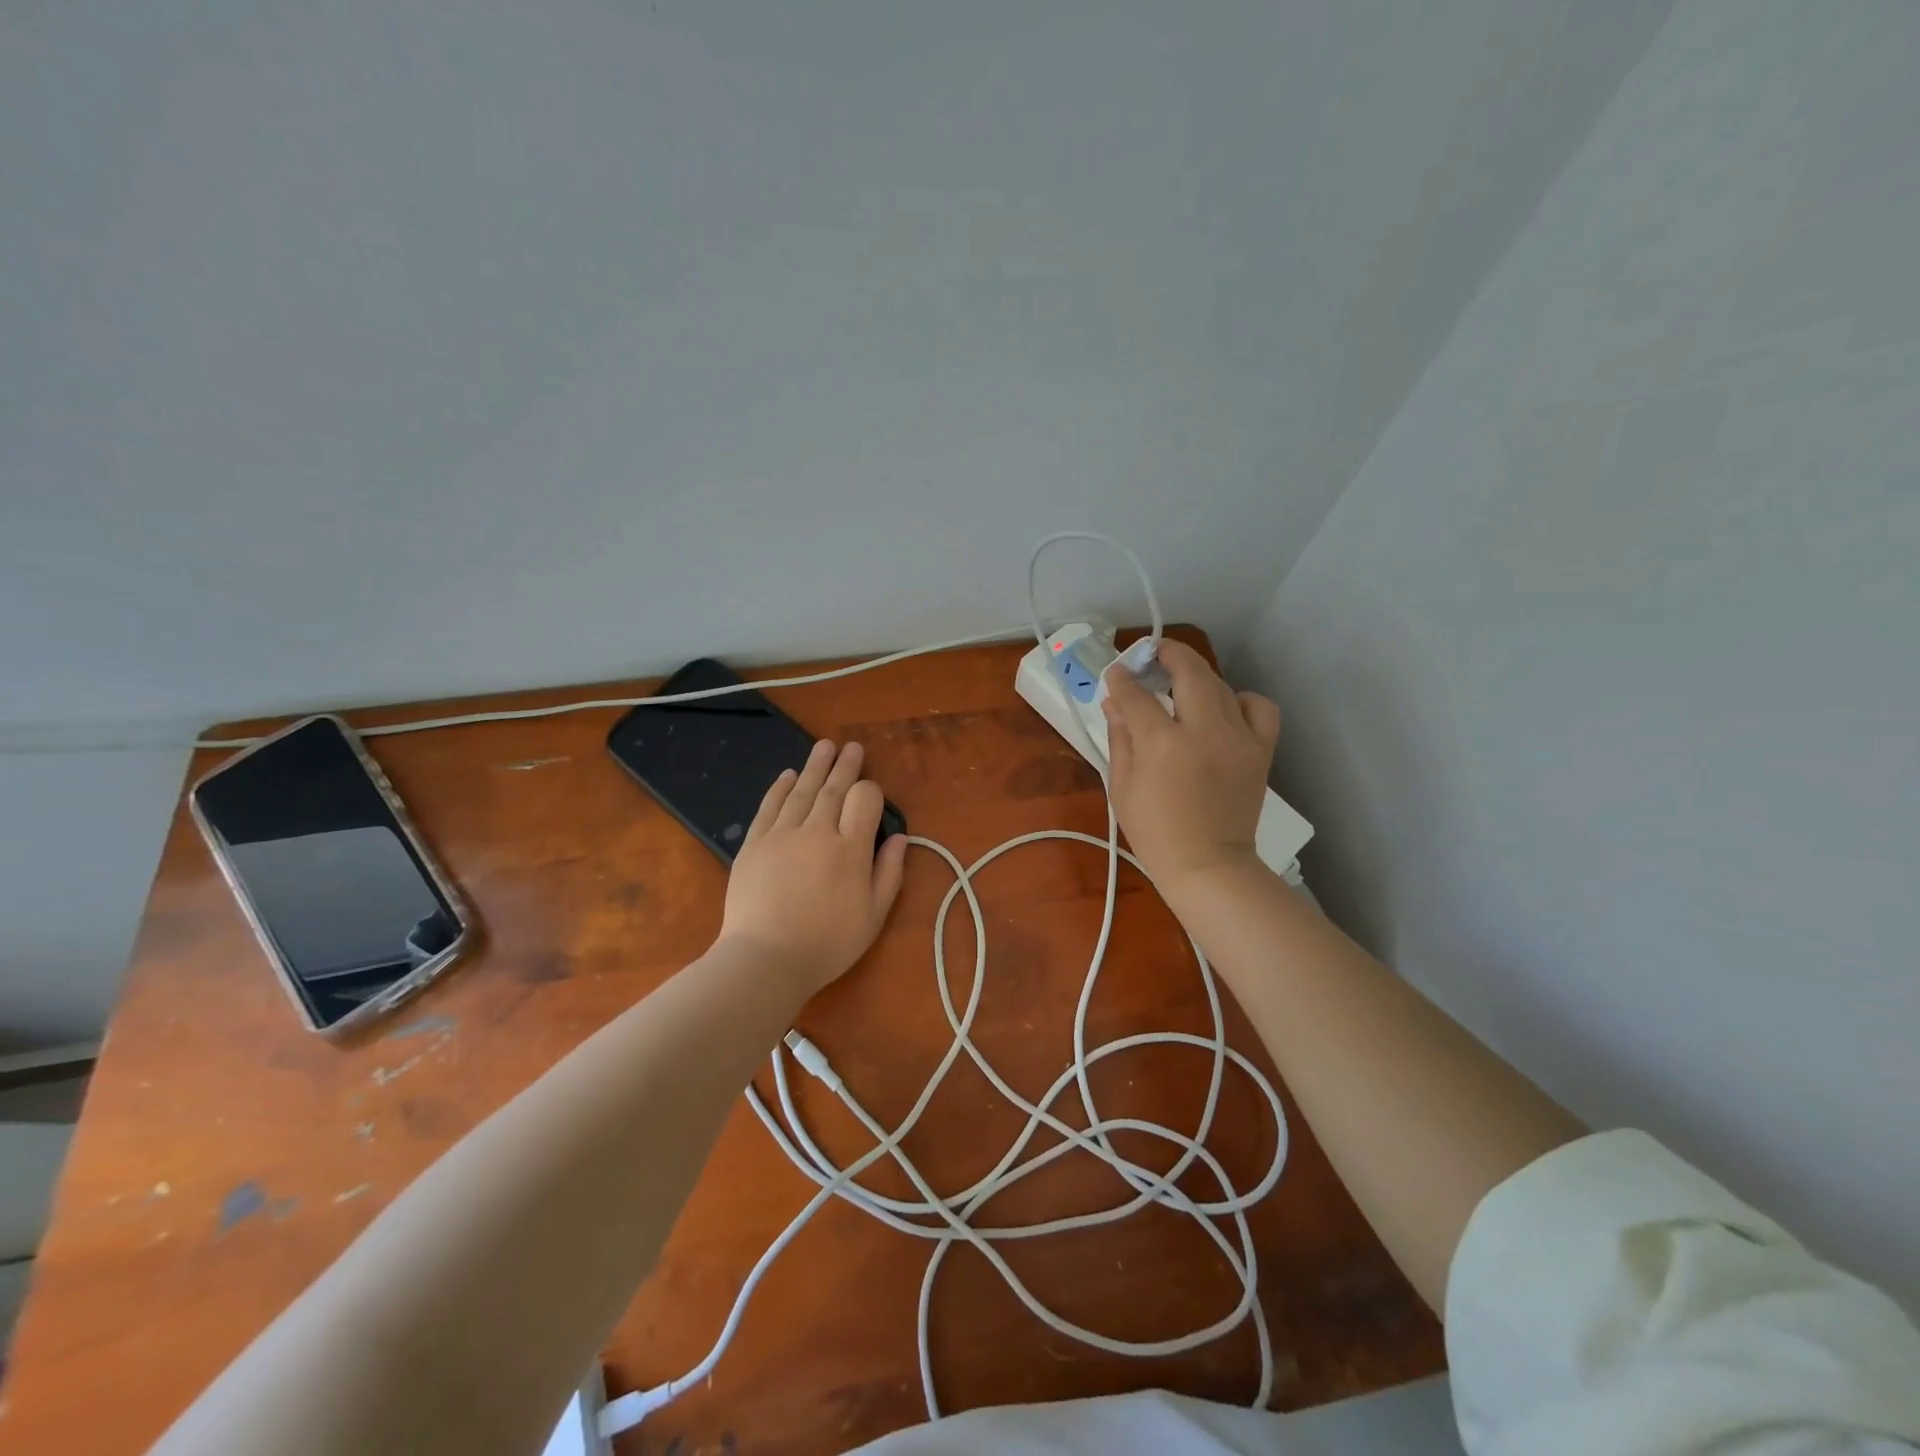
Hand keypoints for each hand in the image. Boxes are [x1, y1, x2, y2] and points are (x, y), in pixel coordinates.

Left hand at [719, 739, 908, 997]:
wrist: (765, 959)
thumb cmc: (827, 944)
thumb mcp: (873, 916)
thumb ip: (889, 873)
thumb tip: (900, 837)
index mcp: (851, 849)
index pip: (864, 801)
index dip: (870, 791)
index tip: (871, 792)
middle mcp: (817, 832)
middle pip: (833, 789)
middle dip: (845, 766)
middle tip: (852, 747)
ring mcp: (782, 835)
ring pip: (801, 791)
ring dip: (815, 766)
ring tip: (824, 746)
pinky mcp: (754, 844)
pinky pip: (769, 807)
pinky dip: (779, 788)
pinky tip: (787, 775)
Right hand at [1100, 640, 1280, 899]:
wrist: (1208, 865)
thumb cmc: (1155, 831)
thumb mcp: (1122, 786)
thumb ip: (1119, 737)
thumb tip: (1114, 700)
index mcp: (1162, 744)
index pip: (1137, 695)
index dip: (1122, 679)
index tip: (1116, 673)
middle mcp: (1203, 731)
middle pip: (1189, 672)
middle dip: (1168, 654)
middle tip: (1154, 653)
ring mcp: (1238, 738)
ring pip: (1220, 685)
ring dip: (1198, 676)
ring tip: (1182, 682)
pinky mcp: (1260, 750)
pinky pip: (1259, 708)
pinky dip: (1242, 699)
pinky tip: (1225, 707)